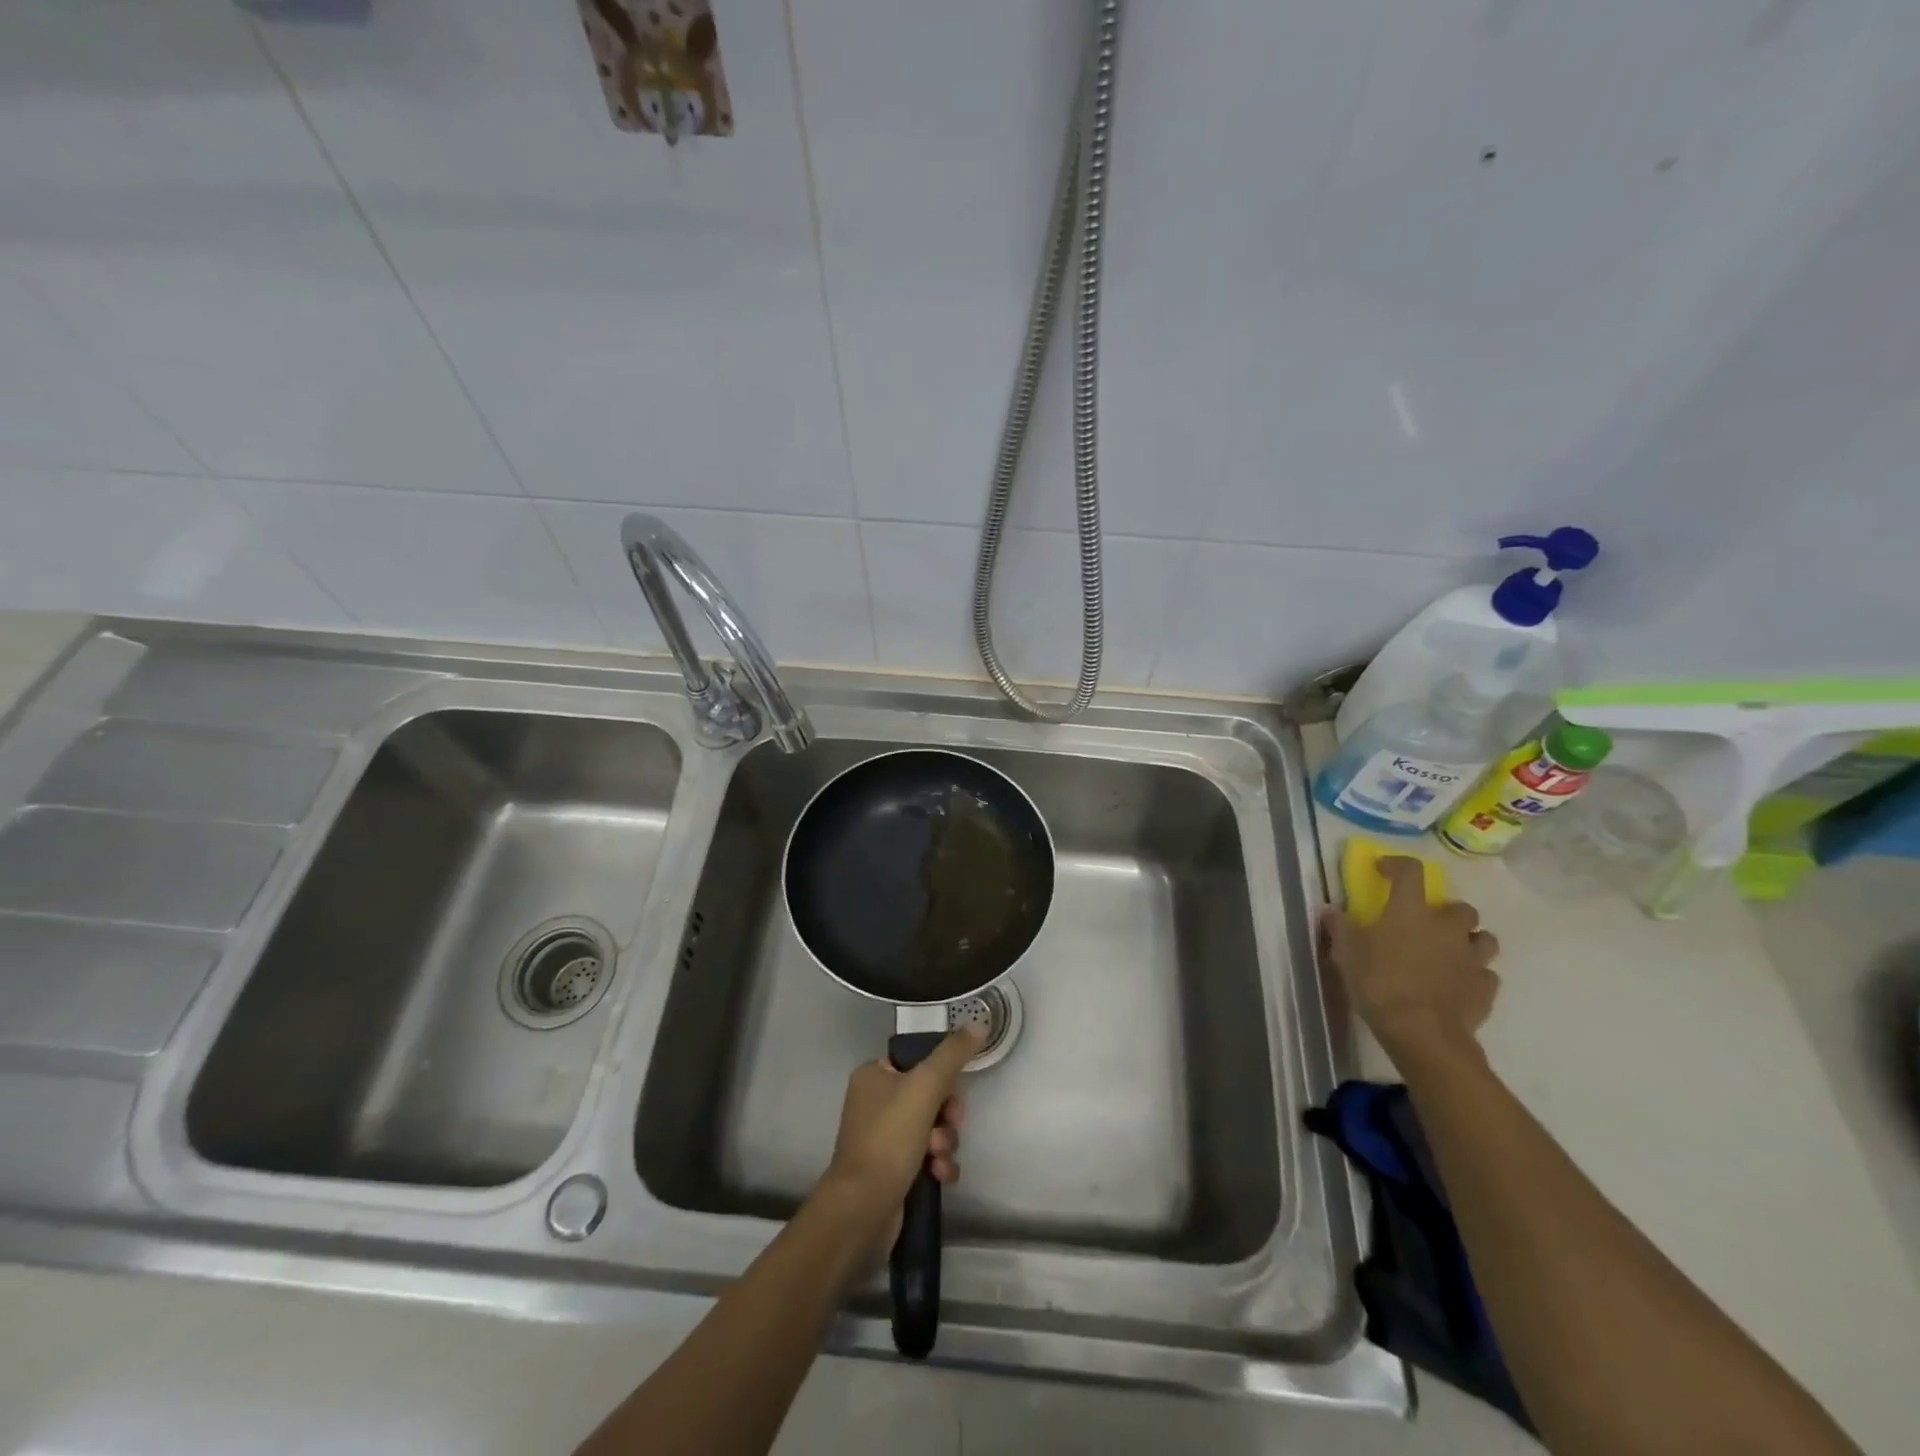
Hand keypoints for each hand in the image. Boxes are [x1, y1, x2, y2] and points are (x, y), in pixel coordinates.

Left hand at [816, 1027, 983, 1249]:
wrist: (863, 1207)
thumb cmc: (890, 1137)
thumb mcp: (926, 1086)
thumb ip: (953, 1054)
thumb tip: (979, 1024)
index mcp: (873, 1075)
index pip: (918, 1062)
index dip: (941, 1078)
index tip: (953, 1094)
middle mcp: (875, 1102)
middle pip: (929, 1095)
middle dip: (946, 1115)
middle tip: (949, 1126)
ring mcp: (883, 1137)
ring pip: (932, 1127)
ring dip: (945, 1141)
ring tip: (938, 1157)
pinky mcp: (892, 1169)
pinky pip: (927, 1156)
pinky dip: (938, 1163)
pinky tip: (940, 1175)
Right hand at [1323, 856, 1500, 1063]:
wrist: (1422, 1033)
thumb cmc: (1379, 984)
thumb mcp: (1346, 953)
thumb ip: (1340, 927)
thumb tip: (1331, 910)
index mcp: (1411, 911)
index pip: (1411, 872)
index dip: (1397, 865)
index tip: (1384, 870)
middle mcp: (1447, 927)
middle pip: (1460, 907)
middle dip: (1446, 912)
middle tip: (1426, 924)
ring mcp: (1472, 957)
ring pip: (1483, 938)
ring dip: (1468, 940)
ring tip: (1449, 952)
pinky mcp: (1485, 988)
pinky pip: (1485, 974)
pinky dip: (1473, 975)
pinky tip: (1456, 984)